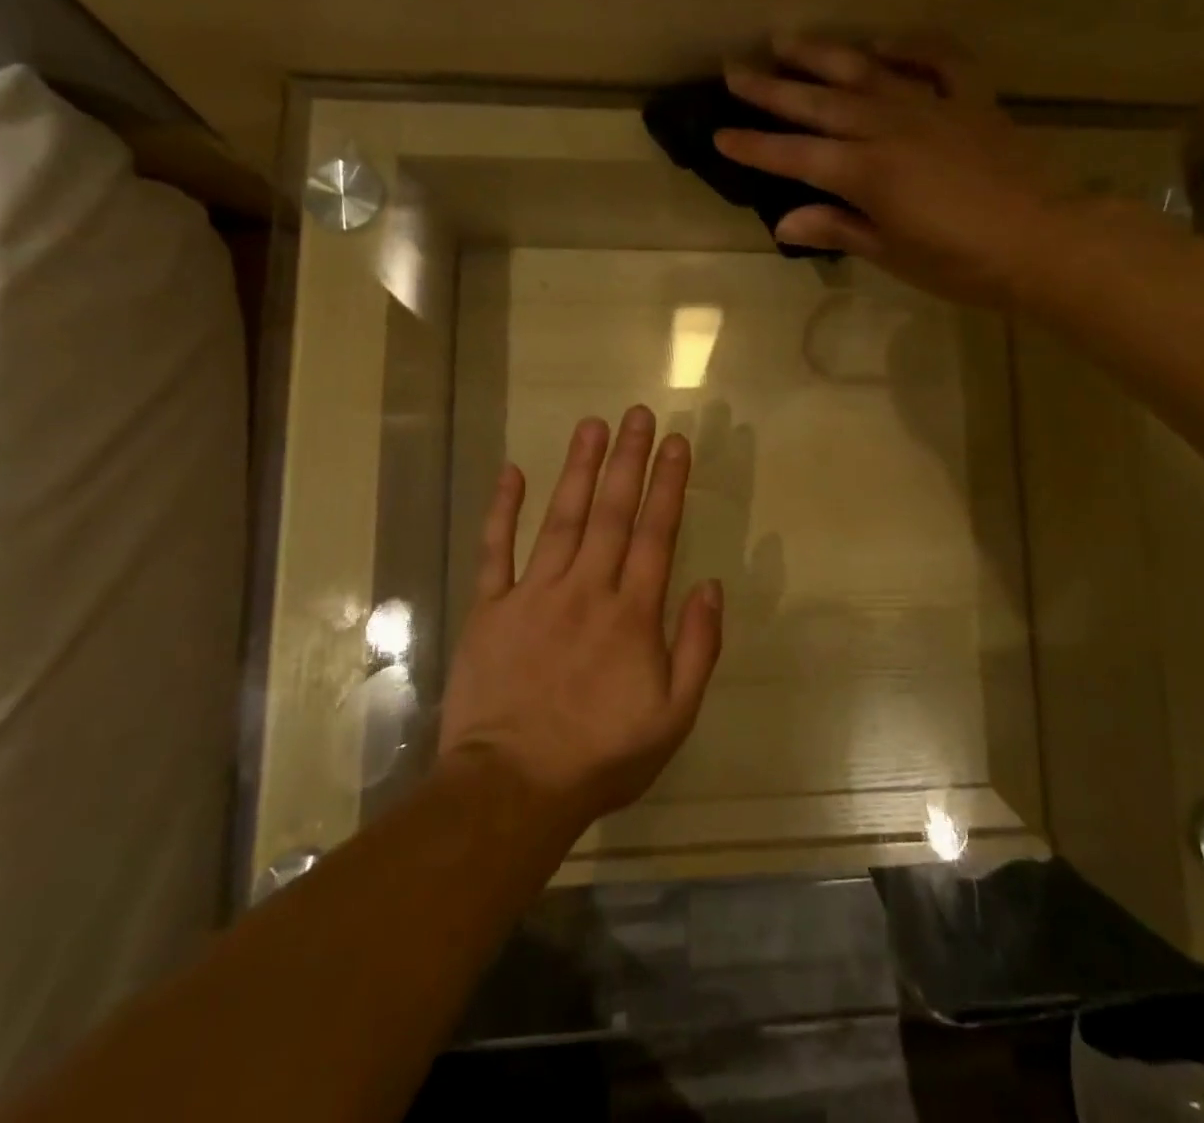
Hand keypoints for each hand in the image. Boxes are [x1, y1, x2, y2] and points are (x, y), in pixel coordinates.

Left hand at [437, 407, 724, 833]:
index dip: (668, 484)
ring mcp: (534, 594)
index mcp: (632, 613)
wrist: (512, 789)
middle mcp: (587, 589)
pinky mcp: (491, 608)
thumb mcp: (673, 716)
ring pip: (562, 518)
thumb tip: (711, 586)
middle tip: (638, 414)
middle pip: (612, 512)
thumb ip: (697, 647)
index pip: (656, 533)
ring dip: (579, 469)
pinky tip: (512, 473)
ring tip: (592, 425)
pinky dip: (503, 510)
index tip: (676, 443)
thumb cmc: (601, 756)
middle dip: (628, 460)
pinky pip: (496, 550)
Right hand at [716, 36, 1078, 307]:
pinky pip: (938, 60)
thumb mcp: (892, 254)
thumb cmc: (961, 263)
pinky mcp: (971, 100)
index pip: (795, 156)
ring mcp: (932, 107)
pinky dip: (910, 46)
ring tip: (785, 40)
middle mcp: (889, 128)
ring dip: (822, 54)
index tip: (719, 133)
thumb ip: (838, 228)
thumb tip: (785, 222)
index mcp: (866, 173)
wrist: (1043, 242)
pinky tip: (884, 43)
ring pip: (866, 71)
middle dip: (771, 88)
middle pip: (819, 103)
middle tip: (734, 70)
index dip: (755, 145)